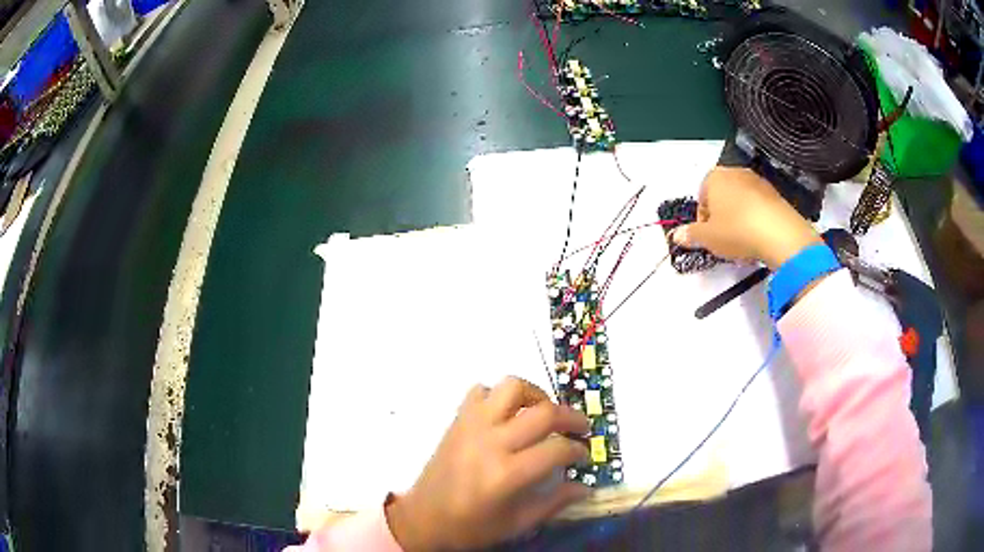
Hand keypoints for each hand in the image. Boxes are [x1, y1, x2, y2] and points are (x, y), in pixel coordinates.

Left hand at [385, 377, 590, 550]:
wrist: (423, 518)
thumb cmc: (471, 526)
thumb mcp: (517, 523)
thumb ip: (555, 502)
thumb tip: (586, 487)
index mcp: (507, 474)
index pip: (557, 449)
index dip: (578, 451)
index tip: (583, 456)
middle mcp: (491, 442)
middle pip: (544, 412)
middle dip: (572, 417)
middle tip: (580, 429)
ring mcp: (472, 425)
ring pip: (512, 387)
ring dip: (536, 395)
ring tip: (544, 413)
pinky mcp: (457, 420)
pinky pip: (481, 391)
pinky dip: (499, 396)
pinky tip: (507, 415)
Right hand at [672, 167, 822, 269]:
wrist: (779, 234)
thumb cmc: (737, 230)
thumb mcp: (708, 238)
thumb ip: (691, 235)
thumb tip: (676, 236)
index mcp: (714, 177)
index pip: (701, 198)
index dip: (702, 221)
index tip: (709, 238)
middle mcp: (735, 172)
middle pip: (722, 198)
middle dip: (721, 218)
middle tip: (724, 241)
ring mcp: (757, 181)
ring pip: (741, 202)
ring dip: (738, 220)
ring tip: (743, 242)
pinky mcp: (775, 193)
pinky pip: (758, 207)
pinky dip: (755, 220)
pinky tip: (758, 238)